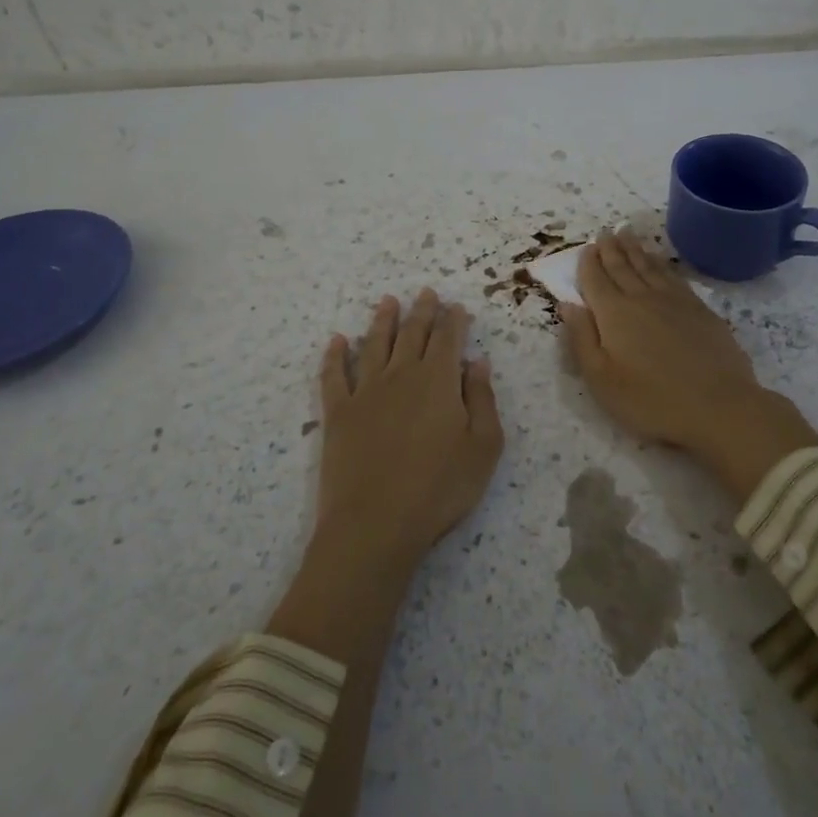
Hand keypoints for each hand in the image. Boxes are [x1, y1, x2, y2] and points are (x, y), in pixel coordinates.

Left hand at [314, 288, 504, 573]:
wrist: (375, 524)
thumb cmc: (440, 488)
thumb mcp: (483, 447)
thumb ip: (482, 400)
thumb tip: (477, 362)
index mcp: (438, 381)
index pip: (448, 339)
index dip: (453, 320)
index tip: (456, 305)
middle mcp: (401, 375)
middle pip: (412, 334)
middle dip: (422, 311)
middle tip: (425, 292)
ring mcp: (365, 392)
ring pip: (374, 345)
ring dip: (382, 321)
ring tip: (387, 301)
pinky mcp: (337, 413)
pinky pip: (334, 375)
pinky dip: (334, 355)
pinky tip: (336, 341)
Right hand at [561, 231, 817, 500]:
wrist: (719, 406)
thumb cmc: (651, 401)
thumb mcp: (602, 379)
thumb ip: (581, 339)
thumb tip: (567, 304)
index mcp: (614, 314)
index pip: (595, 280)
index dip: (588, 263)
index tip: (585, 248)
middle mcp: (642, 298)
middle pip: (622, 266)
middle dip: (610, 248)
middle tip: (605, 232)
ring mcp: (674, 301)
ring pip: (649, 266)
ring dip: (635, 249)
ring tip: (627, 234)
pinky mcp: (700, 309)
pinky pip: (674, 276)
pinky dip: (661, 264)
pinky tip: (659, 262)